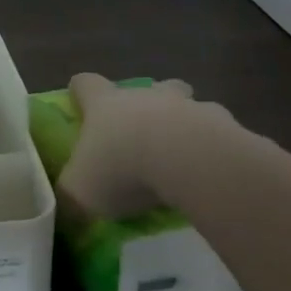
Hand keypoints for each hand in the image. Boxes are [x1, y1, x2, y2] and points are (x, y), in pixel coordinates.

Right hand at [58, 72, 241, 215]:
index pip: (86, 83)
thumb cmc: (122, 168)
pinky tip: (213, 172)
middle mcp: (145, 96)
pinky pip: (219, 131)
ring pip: (187, 103)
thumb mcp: (80, 192)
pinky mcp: (225, 125)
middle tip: (141, 133)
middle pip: (146, 86)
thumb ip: (70, 196)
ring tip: (183, 156)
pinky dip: (216, 146)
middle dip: (145, 103)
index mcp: (105, 104)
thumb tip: (65, 208)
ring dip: (184, 121)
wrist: (190, 162)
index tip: (80, 104)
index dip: (80, 92)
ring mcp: (188, 107)